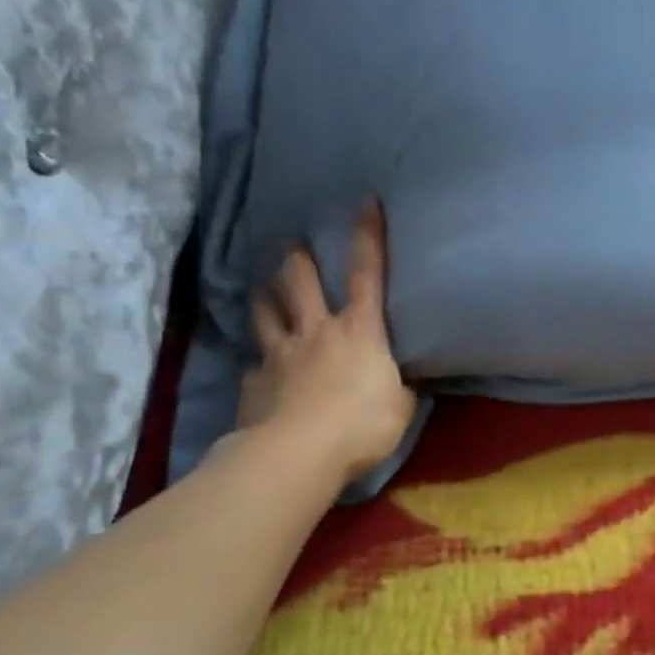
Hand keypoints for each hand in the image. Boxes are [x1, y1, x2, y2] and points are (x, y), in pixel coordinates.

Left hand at [236, 199, 416, 479]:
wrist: (298, 454)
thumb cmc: (363, 425)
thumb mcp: (400, 406)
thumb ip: (397, 387)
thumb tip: (395, 381)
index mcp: (360, 331)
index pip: (367, 272)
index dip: (368, 235)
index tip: (366, 201)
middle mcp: (316, 331)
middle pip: (300, 281)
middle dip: (297, 259)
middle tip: (291, 246)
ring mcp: (280, 354)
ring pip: (265, 313)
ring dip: (265, 298)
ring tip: (262, 292)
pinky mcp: (254, 382)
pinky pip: (255, 365)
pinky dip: (259, 364)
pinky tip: (259, 373)